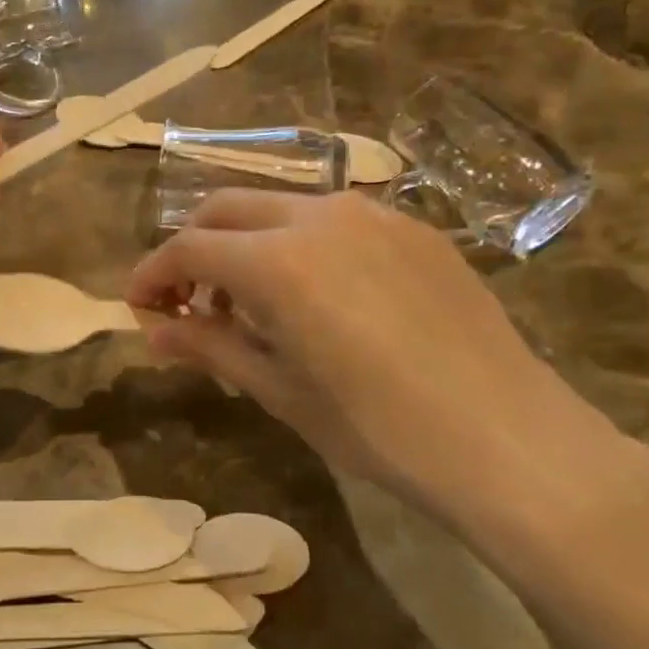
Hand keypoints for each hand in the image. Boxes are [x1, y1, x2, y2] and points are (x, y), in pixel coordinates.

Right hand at [126, 190, 648, 578]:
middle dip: (193, 249)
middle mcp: (320, 217)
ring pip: (280, 208)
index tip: (138, 307)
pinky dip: (299, 246)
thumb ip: (211, 347)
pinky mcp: (414, 229)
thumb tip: (154, 331)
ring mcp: (374, 215)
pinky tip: (317, 299)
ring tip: (253, 307)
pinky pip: (334, 221)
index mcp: (278, 260)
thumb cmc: (380, 430)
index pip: (188, 248)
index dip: (152, 275)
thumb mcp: (281, 392)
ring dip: (246, 245)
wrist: (509, 439)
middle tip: (189, 305)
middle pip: (226, 209)